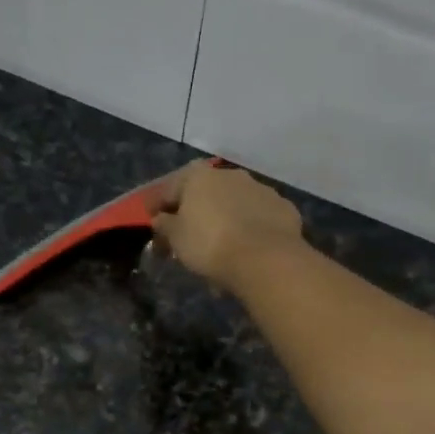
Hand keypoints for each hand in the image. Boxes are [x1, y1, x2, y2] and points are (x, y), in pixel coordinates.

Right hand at [151, 160, 303, 289]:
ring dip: (224, 219)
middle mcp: (230, 174)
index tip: (151, 223)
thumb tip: (161, 220)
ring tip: (220, 248)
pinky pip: (258, 218)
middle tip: (187, 237)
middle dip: (194, 212)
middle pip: (204, 193)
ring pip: (234, 204)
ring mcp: (261, 189)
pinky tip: (247, 250)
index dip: (157, 206)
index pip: (169, 188)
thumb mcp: (175, 238)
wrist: (265, 259)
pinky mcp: (283, 208)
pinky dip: (250, 229)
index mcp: (198, 176)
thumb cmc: (209, 244)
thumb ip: (164, 225)